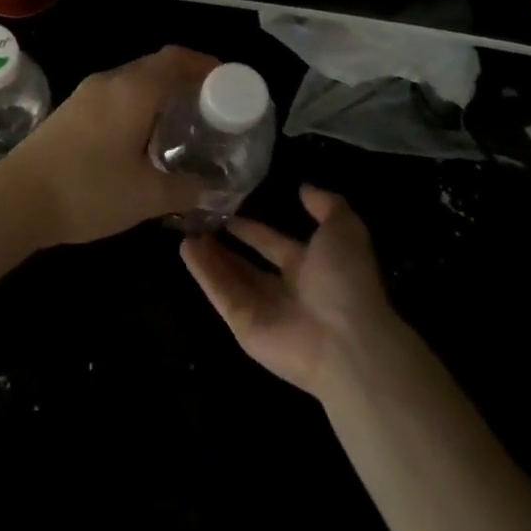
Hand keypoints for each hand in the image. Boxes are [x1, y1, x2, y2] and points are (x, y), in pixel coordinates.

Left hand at [0, 45, 215, 246]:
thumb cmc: (88, 190)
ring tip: (184, 124)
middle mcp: (109, 82)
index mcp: (133, 90)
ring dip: (161, 94)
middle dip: (187, 80)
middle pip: (156, 66)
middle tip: (213, 109)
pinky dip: (139, 105)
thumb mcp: (147, 196)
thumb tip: (209, 189)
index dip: (207, 65)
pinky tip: (145, 138)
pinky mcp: (71, 111)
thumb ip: (185, 189)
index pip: (177, 59)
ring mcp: (86, 95)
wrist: (17, 198)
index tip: (231, 84)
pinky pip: (116, 96)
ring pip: (134, 81)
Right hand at [181, 186, 400, 394]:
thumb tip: (304, 187)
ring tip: (184, 229)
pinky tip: (184, 248)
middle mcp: (285, 289)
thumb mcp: (345, 230)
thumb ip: (327, 205)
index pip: (272, 243)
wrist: (346, 343)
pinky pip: (219, 294)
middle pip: (247, 263)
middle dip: (224, 243)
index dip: (251, 228)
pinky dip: (202, 272)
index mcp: (311, 268)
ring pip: (228, 277)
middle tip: (197, 219)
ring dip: (208, 254)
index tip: (225, 207)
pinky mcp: (243, 324)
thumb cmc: (347, 283)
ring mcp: (262, 309)